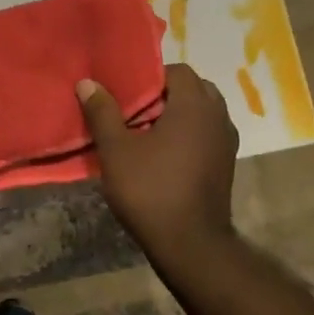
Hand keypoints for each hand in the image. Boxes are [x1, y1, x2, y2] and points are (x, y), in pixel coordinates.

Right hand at [78, 63, 238, 263]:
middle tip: (132, 110)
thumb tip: (87, 82)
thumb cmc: (150, 190)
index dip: (149, 76)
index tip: (124, 90)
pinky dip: (186, 135)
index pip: (177, 71)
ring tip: (143, 132)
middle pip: (192, 89)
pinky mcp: (225, 164)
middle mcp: (218, 116)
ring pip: (201, 113)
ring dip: (176, 116)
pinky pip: (205, 135)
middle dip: (163, 94)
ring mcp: (226, 141)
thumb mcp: (116, 150)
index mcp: (195, 104)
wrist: (189, 243)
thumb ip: (102, 112)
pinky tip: (161, 155)